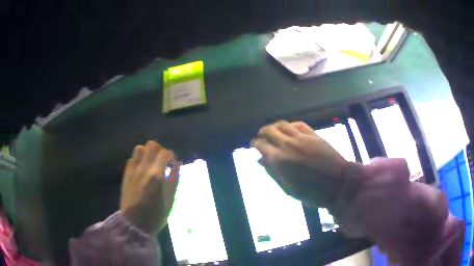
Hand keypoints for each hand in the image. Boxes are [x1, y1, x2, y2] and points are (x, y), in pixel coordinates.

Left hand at [120, 141, 180, 234]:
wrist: (134, 223)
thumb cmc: (155, 215)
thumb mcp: (170, 199)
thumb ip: (174, 179)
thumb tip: (177, 165)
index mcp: (156, 175)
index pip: (165, 153)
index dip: (172, 156)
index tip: (174, 164)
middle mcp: (144, 168)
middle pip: (151, 145)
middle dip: (160, 150)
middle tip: (163, 160)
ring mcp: (133, 170)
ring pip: (139, 149)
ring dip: (147, 152)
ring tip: (152, 163)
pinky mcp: (126, 174)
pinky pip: (132, 159)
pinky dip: (139, 160)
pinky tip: (142, 170)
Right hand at [251, 120, 350, 206]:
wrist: (337, 184)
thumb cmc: (311, 192)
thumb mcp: (288, 188)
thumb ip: (273, 173)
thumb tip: (260, 161)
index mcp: (279, 160)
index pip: (261, 145)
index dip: (255, 144)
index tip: (253, 144)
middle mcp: (288, 145)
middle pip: (269, 131)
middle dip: (262, 132)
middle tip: (261, 136)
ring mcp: (302, 138)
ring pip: (283, 124)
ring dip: (275, 126)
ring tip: (273, 130)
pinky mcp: (314, 135)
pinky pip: (299, 124)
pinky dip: (291, 125)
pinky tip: (290, 128)